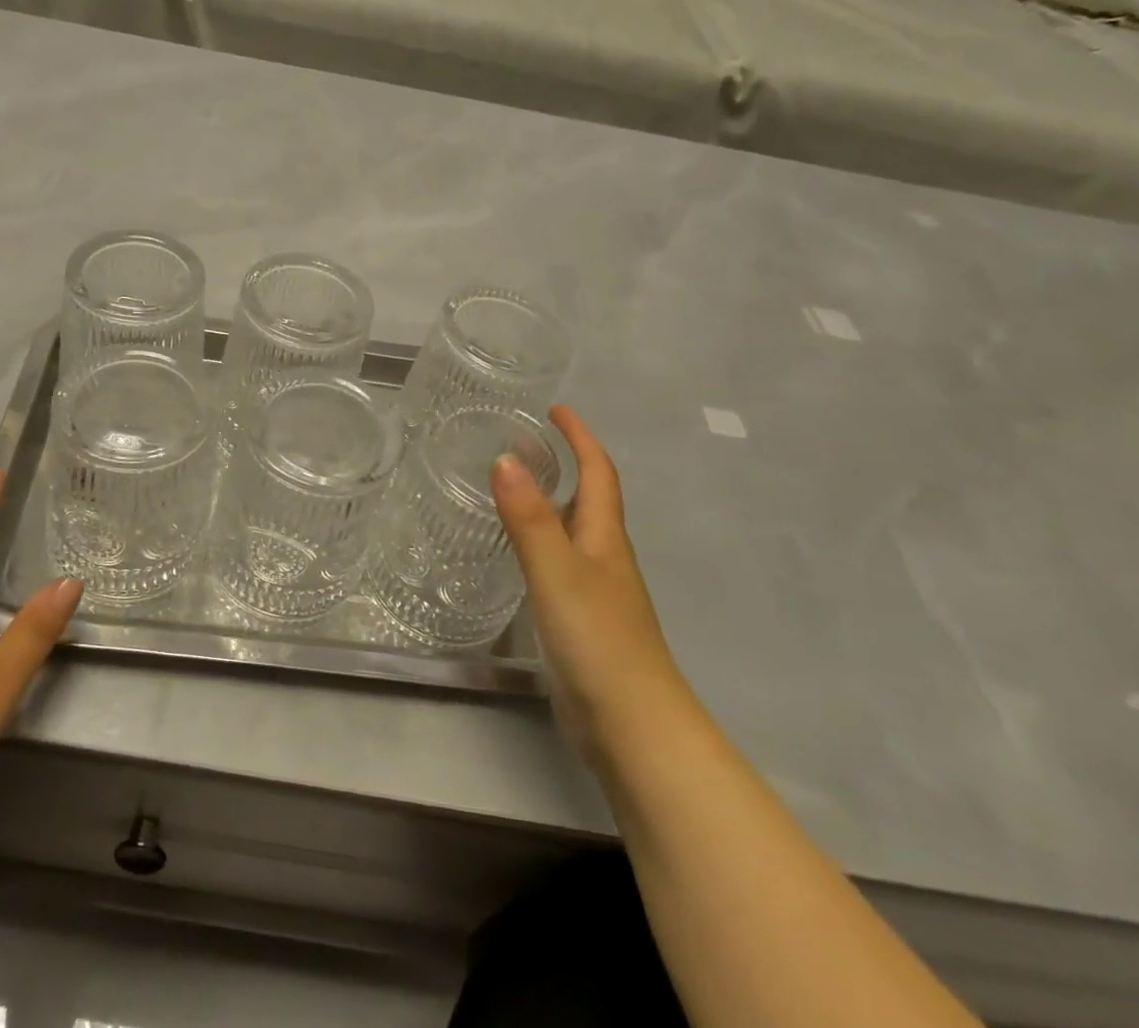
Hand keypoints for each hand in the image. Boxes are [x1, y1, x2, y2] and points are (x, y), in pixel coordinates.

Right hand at [492, 406, 688, 765]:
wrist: (633, 728)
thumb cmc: (597, 640)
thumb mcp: (556, 571)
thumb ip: (529, 517)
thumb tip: (505, 457)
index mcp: (604, 538)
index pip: (598, 473)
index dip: (580, 438)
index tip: (556, 410)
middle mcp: (605, 558)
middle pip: (589, 499)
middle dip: (565, 464)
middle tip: (523, 443)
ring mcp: (597, 593)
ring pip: (573, 532)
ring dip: (551, 503)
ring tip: (512, 488)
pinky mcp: (583, 622)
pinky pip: (560, 565)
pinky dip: (540, 543)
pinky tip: (517, 555)